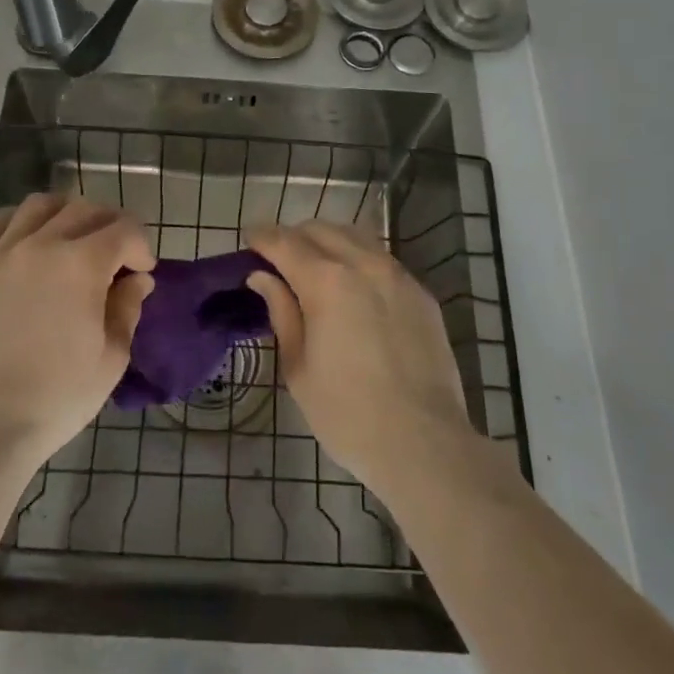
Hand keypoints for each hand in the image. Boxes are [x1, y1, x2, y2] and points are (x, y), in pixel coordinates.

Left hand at [0, 194, 155, 467]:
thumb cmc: (55, 398)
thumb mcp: (110, 359)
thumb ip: (127, 309)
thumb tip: (136, 280)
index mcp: (82, 264)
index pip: (124, 230)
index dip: (141, 246)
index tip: (142, 271)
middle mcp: (42, 244)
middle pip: (84, 209)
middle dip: (109, 225)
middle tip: (114, 253)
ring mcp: (1, 252)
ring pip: (40, 205)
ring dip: (65, 213)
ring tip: (70, 238)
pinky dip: (16, 220)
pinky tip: (24, 238)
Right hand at [246, 222, 477, 502]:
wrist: (424, 443)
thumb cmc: (348, 414)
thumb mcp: (299, 368)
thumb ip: (282, 312)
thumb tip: (262, 277)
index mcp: (326, 281)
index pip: (285, 242)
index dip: (263, 237)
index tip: (250, 239)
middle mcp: (363, 264)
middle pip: (320, 230)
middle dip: (294, 237)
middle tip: (279, 258)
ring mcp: (397, 275)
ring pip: (355, 237)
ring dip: (328, 242)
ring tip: (315, 265)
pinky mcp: (420, 292)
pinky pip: (381, 259)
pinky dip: (358, 259)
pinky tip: (354, 286)